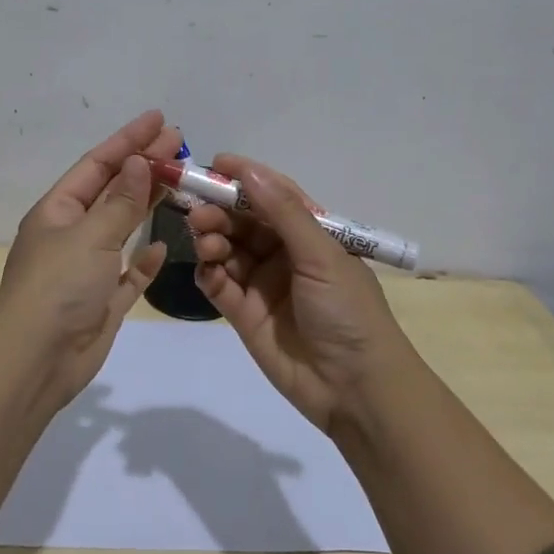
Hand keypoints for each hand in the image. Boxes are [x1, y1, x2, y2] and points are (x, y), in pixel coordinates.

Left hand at [0, 109, 179, 403]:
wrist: (36, 360)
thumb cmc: (58, 286)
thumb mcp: (90, 235)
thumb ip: (120, 202)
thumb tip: (139, 162)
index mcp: (59, 211)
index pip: (98, 164)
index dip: (128, 139)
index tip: (159, 120)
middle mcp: (72, 234)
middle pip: (113, 191)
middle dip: (144, 166)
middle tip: (180, 143)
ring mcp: (88, 268)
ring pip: (123, 227)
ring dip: (148, 204)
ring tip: (181, 181)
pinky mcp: (103, 300)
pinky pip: (129, 272)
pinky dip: (145, 259)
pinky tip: (163, 245)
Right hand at [188, 155, 412, 432]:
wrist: (356, 389)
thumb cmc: (348, 312)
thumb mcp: (322, 256)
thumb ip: (283, 213)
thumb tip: (249, 171)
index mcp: (311, 234)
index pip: (274, 196)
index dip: (246, 178)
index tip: (215, 163)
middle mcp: (284, 254)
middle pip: (244, 221)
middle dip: (220, 210)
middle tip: (197, 209)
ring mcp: (263, 284)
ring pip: (227, 249)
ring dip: (212, 238)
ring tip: (205, 240)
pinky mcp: (244, 314)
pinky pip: (219, 284)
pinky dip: (209, 272)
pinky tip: (207, 270)